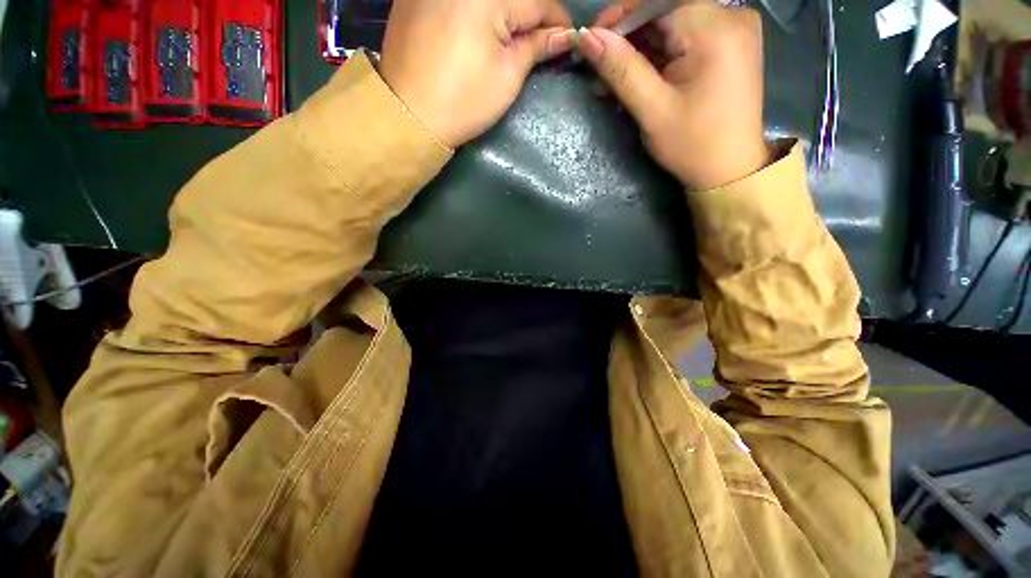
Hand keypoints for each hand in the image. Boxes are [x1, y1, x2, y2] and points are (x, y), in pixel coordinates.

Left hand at [380, 0, 573, 148]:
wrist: (409, 115)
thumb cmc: (464, 100)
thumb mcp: (507, 76)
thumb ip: (535, 47)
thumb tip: (563, 37)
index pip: (537, 2)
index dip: (557, 21)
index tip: (568, 38)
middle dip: (531, 15)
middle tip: (540, 38)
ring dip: (505, 13)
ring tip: (513, 37)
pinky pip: (459, 0)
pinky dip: (475, 11)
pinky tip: (479, 29)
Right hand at [578, 0, 769, 188]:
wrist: (729, 170)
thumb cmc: (693, 145)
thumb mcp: (652, 110)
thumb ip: (621, 69)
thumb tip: (588, 38)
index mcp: (715, 27)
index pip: (657, 1)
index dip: (621, 16)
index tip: (591, 40)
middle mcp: (730, 15)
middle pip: (665, 12)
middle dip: (628, 39)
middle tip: (599, 69)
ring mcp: (731, 30)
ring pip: (671, 27)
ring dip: (639, 52)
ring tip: (611, 82)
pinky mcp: (727, 46)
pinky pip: (684, 40)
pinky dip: (657, 58)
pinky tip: (636, 79)